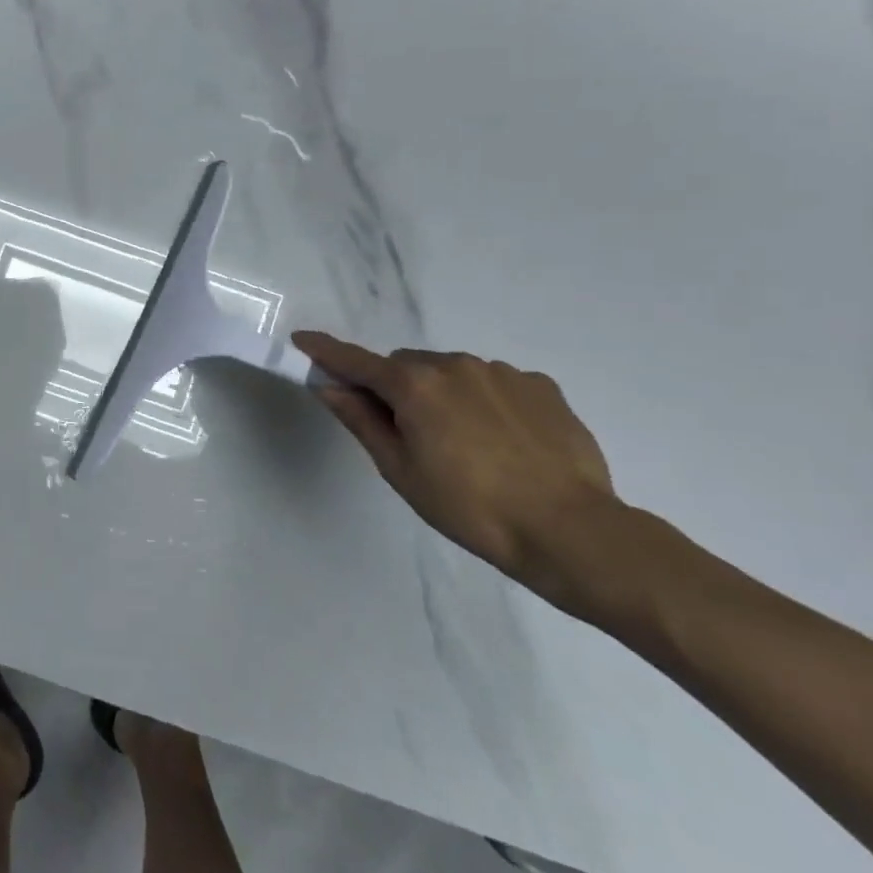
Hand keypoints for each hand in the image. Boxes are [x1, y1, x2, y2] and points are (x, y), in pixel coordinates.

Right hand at [294, 332, 622, 604]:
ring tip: (465, 445)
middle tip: (406, 433)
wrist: (570, 531)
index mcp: (413, 385)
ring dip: (441, 394)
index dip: (325, 351)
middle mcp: (454, 364)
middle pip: (405, 365)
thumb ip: (361, 420)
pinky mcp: (541, 386)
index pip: (355, 361)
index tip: (302, 340)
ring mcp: (501, 372)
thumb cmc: (469, 507)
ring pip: (450, 372)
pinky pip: (493, 383)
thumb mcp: (400, 469)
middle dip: (395, 387)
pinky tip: (503, 442)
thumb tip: (329, 387)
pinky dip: (483, 401)